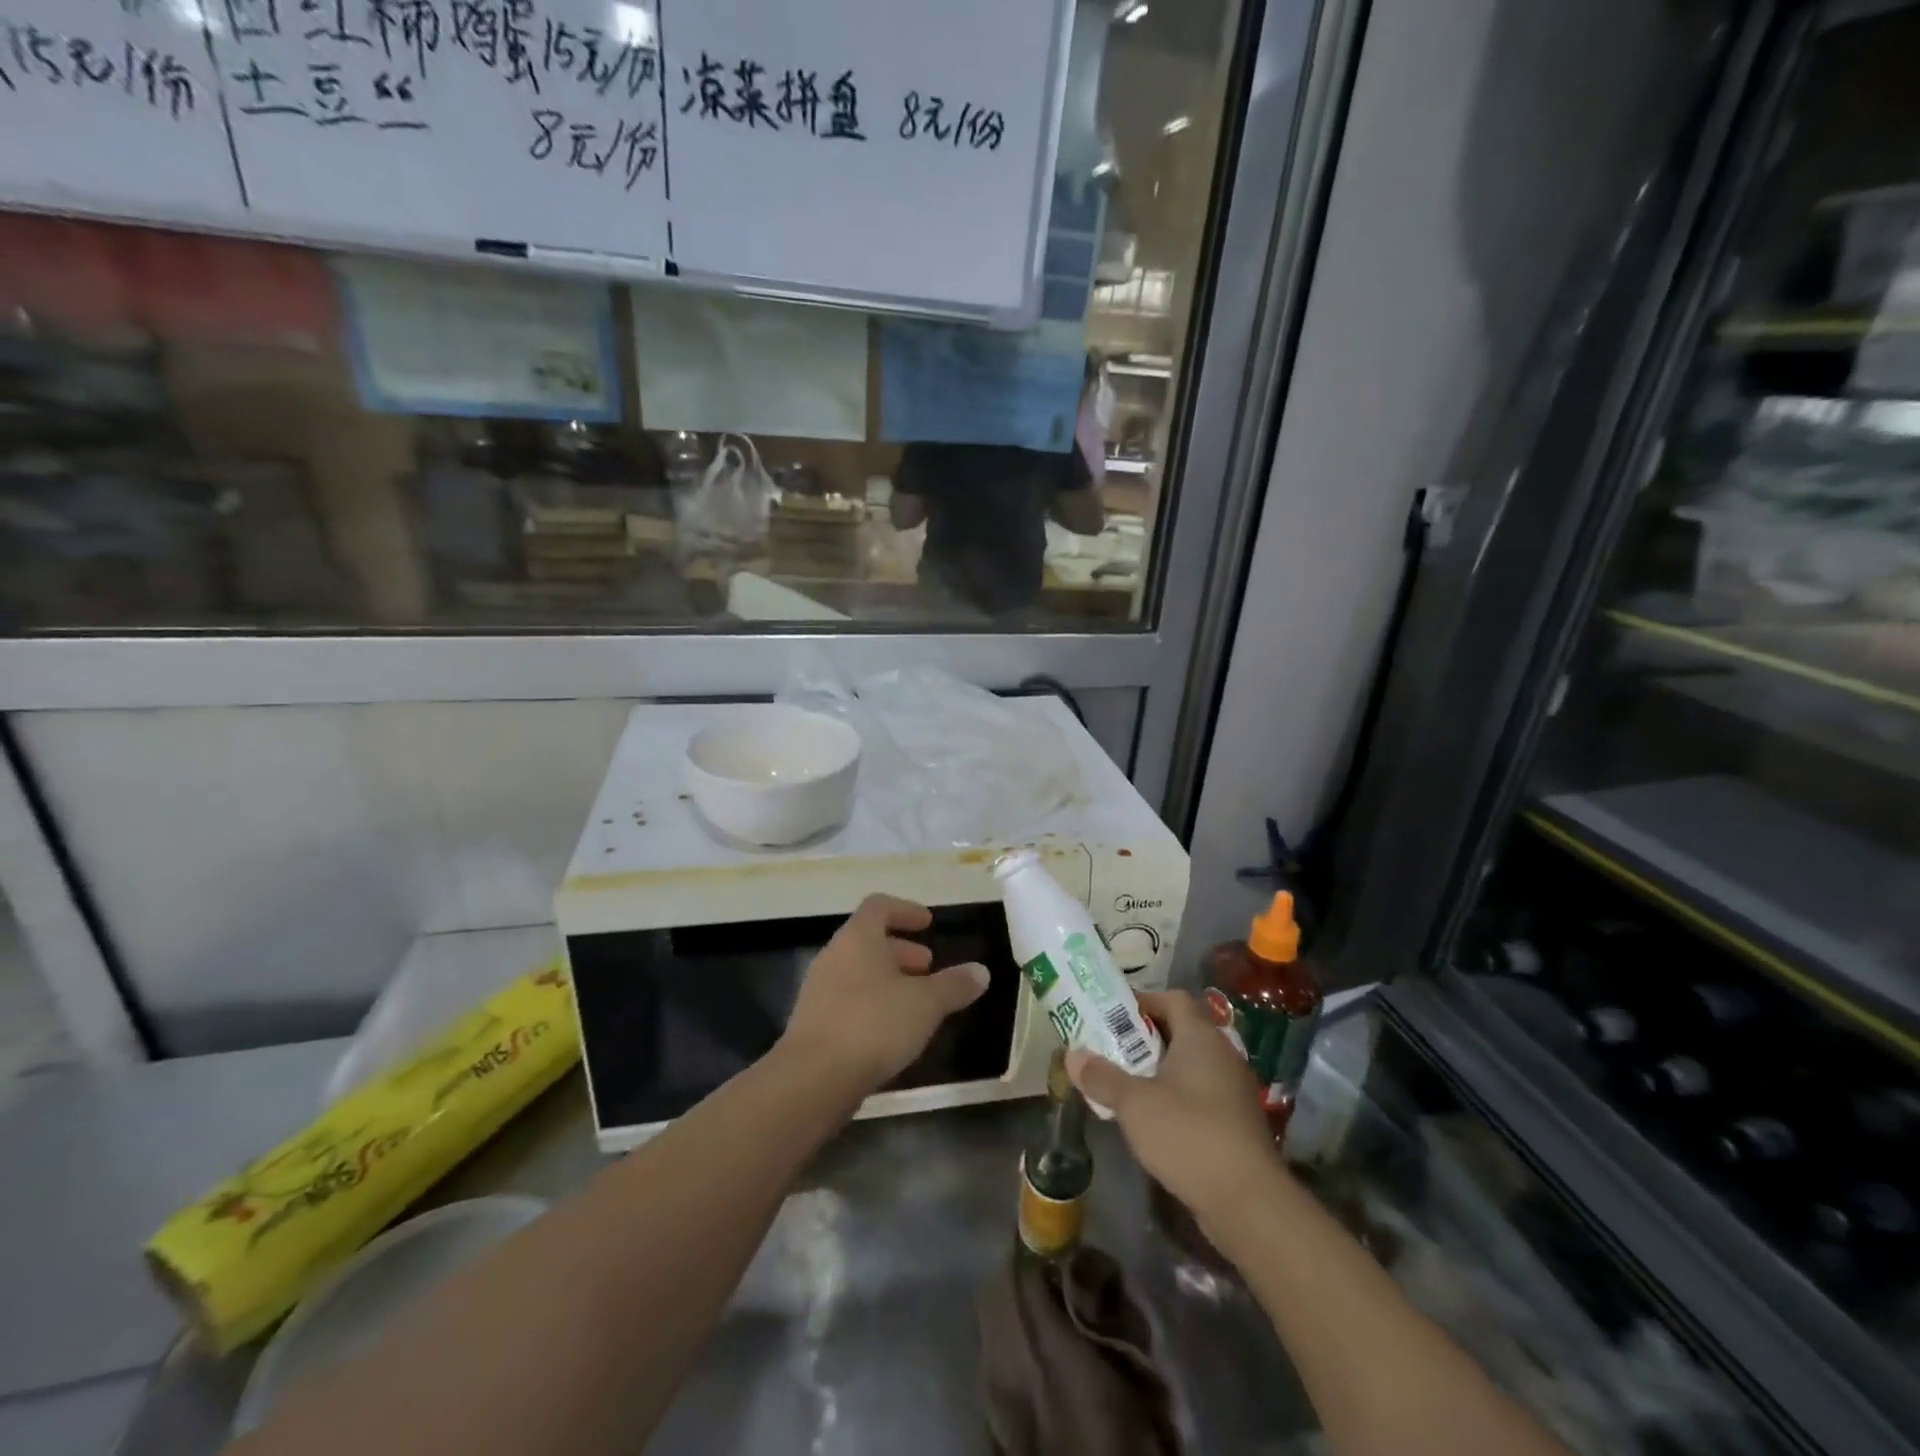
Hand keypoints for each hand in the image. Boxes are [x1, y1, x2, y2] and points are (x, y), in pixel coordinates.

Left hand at [778, 894, 989, 1097]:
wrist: (812, 1080)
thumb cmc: (873, 1025)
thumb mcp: (925, 1004)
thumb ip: (954, 985)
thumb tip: (981, 971)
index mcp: (857, 938)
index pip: (879, 906)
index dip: (906, 910)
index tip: (928, 923)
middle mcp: (834, 956)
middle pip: (869, 940)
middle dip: (902, 951)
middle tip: (929, 967)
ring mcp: (819, 990)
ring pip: (859, 972)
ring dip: (889, 980)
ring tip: (917, 1003)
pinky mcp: (814, 1023)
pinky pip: (849, 1000)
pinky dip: (874, 1004)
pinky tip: (893, 1031)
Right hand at [1067, 990, 1279, 1231]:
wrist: (1249, 1204)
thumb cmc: (1188, 1135)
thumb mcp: (1134, 1103)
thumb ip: (1102, 1076)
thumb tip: (1072, 1054)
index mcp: (1200, 1037)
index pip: (1172, 998)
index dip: (1141, 1001)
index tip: (1110, 1015)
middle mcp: (1221, 1055)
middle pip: (1179, 1031)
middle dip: (1142, 1038)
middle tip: (1108, 1049)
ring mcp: (1232, 1090)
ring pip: (1188, 1066)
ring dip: (1156, 1071)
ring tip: (1122, 1084)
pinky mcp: (1235, 1124)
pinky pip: (1198, 1095)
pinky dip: (1174, 1098)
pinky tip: (1150, 1120)